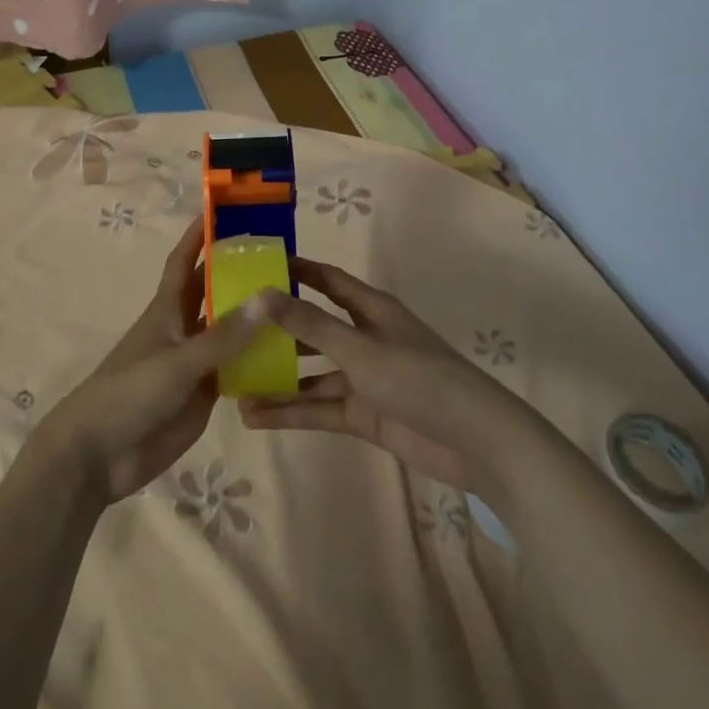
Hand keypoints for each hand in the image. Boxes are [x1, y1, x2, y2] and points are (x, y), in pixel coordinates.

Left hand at [40, 218, 268, 506]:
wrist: (100, 455)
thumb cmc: (130, 393)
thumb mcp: (179, 361)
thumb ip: (224, 335)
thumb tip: (269, 296)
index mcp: (167, 309)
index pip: (185, 260)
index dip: (200, 234)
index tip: (225, 210)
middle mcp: (183, 328)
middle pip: (213, 291)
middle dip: (239, 271)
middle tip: (282, 255)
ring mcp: (194, 361)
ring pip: (229, 330)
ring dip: (255, 316)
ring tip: (297, 300)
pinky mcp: (203, 393)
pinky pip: (236, 368)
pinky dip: (258, 359)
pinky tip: (290, 355)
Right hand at [242, 258, 506, 490]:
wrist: (476, 443)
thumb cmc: (418, 378)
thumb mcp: (358, 348)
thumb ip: (308, 324)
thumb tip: (259, 294)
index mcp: (370, 309)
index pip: (325, 279)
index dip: (294, 270)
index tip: (254, 265)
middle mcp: (364, 337)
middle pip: (312, 327)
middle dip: (276, 330)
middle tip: (231, 330)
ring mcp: (364, 377)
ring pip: (311, 373)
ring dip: (277, 379)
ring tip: (232, 382)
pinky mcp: (364, 413)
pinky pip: (320, 408)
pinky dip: (291, 412)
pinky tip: (254, 417)